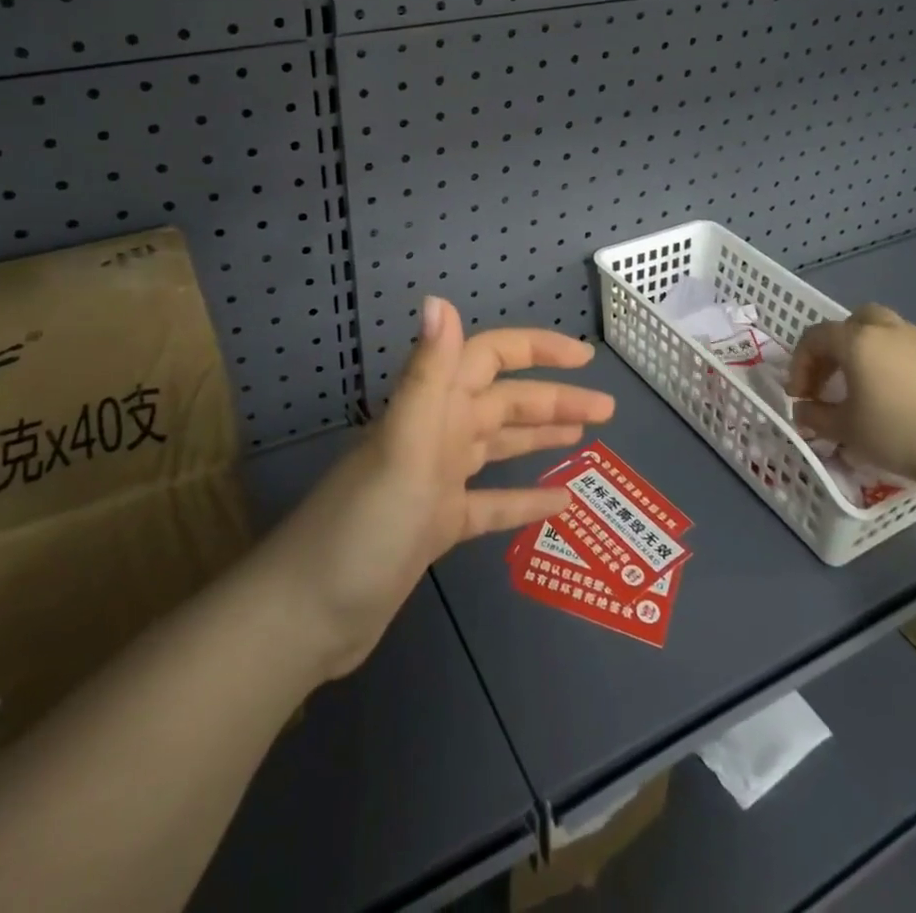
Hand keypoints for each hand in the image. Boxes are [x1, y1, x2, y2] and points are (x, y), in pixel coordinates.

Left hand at [264, 296, 614, 678]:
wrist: (309, 616)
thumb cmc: (363, 527)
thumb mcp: (403, 447)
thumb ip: (427, 374)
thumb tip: (438, 298)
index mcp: (430, 408)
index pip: (489, 358)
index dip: (535, 350)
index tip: (584, 358)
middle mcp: (434, 434)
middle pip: (503, 402)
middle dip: (553, 399)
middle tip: (606, 411)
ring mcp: (435, 480)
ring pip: (498, 445)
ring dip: (540, 436)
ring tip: (588, 439)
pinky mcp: (435, 524)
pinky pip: (490, 502)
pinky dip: (522, 498)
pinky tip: (559, 503)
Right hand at [785, 303, 915, 487]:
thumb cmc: (897, 433)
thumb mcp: (845, 429)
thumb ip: (815, 416)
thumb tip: (803, 409)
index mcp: (857, 340)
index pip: (814, 339)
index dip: (799, 365)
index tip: (799, 396)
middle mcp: (886, 331)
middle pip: (851, 322)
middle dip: (833, 347)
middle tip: (828, 379)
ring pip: (881, 330)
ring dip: (862, 349)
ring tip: (858, 383)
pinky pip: (903, 348)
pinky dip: (887, 361)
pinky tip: (888, 393)